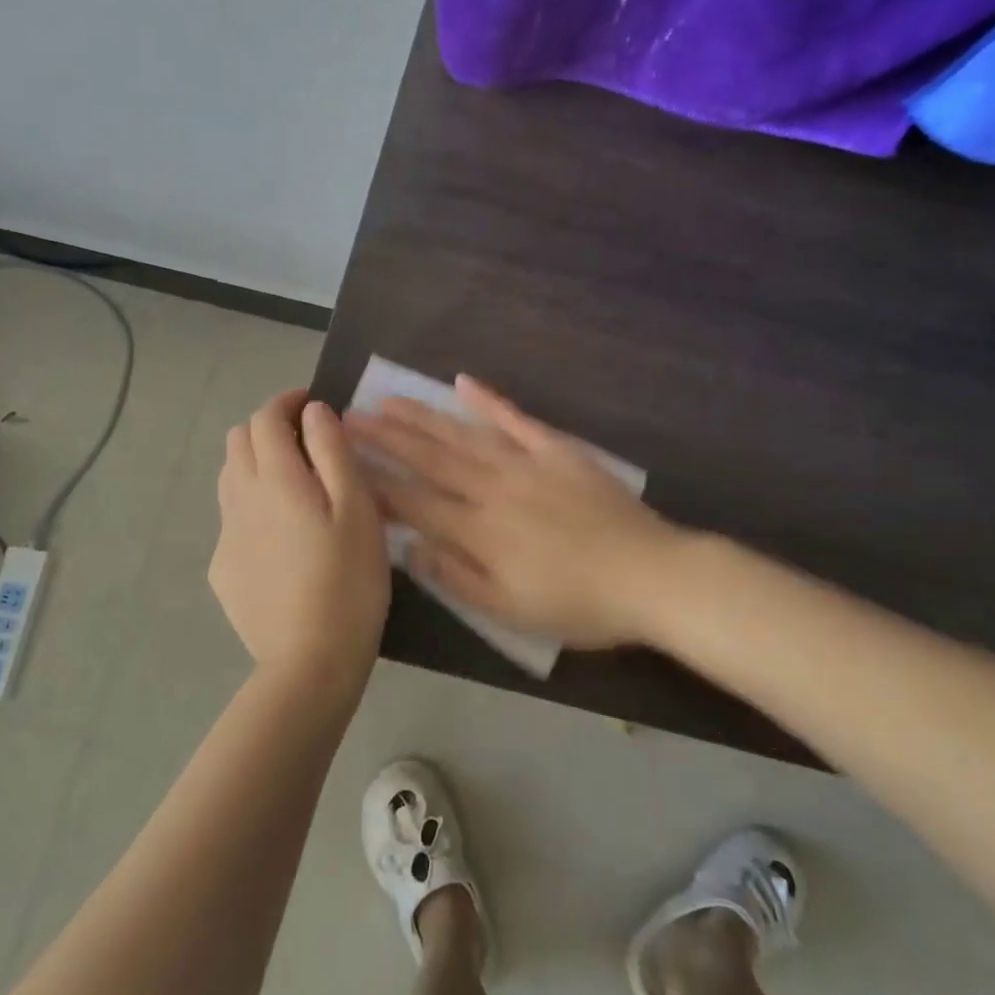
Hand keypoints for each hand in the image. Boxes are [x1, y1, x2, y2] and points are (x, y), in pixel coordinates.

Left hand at [210, 389, 389, 694]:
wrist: (310, 661)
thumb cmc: (348, 578)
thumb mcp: (357, 507)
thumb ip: (332, 450)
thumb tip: (314, 411)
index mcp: (275, 477)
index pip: (265, 417)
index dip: (287, 402)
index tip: (313, 405)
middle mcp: (240, 497)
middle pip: (238, 439)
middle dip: (268, 428)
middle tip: (307, 444)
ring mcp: (226, 535)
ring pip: (230, 476)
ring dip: (256, 463)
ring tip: (293, 485)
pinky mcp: (222, 569)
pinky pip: (231, 517)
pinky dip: (252, 505)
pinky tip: (281, 537)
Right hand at [348, 376, 688, 647]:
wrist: (650, 575)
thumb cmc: (579, 604)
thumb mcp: (511, 611)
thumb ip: (456, 578)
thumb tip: (409, 547)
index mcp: (478, 530)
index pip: (414, 501)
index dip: (376, 481)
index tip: (344, 461)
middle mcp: (492, 489)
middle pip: (429, 459)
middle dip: (386, 438)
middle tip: (349, 417)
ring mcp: (525, 463)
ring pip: (462, 435)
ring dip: (423, 417)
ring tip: (389, 399)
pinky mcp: (556, 450)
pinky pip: (515, 420)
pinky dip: (489, 401)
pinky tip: (462, 383)